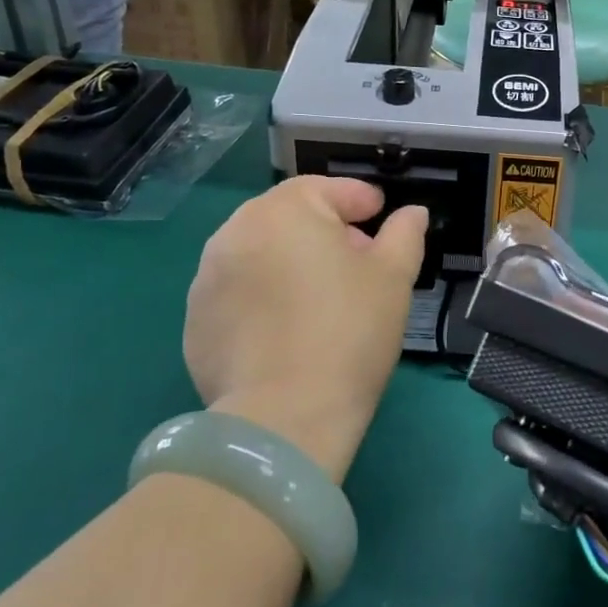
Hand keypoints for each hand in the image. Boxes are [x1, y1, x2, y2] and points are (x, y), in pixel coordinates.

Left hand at [183, 177, 426, 480]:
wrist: (284, 418)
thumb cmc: (349, 331)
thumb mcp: (393, 277)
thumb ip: (405, 234)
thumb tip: (411, 212)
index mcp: (283, 211)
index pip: (326, 188)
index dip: (359, 199)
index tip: (380, 216)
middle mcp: (235, 232)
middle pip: (288, 217)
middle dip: (324, 230)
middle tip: (356, 261)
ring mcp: (207, 279)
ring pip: (260, 254)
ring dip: (290, 262)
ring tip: (321, 297)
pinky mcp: (195, 322)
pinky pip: (238, 293)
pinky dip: (263, 298)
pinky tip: (288, 330)